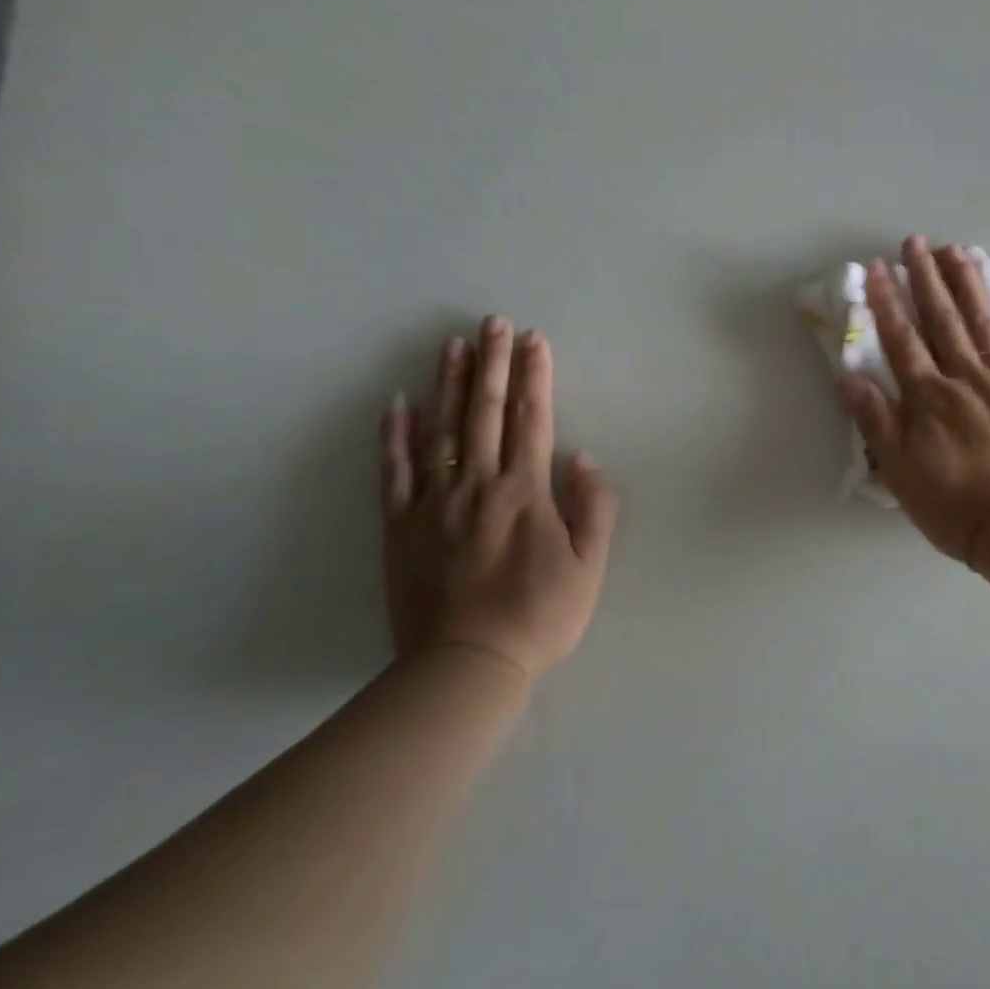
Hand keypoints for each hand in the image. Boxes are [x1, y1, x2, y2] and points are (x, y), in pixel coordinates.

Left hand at [379, 317, 618, 681]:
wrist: (467, 665)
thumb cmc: (541, 615)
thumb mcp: (591, 565)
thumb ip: (594, 507)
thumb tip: (583, 457)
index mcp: (526, 492)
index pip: (532, 419)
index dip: (535, 377)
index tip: (536, 340)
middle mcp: (478, 485)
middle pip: (485, 412)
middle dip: (493, 363)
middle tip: (494, 323)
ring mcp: (434, 503)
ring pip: (442, 430)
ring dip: (449, 384)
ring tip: (454, 344)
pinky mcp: (401, 527)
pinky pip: (395, 472)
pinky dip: (395, 435)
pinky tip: (397, 404)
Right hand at [841, 236, 989, 567]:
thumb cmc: (955, 506)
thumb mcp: (901, 472)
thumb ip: (876, 421)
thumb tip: (847, 377)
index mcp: (929, 397)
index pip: (902, 340)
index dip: (887, 302)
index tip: (877, 267)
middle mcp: (965, 378)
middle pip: (943, 320)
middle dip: (926, 279)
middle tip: (916, 242)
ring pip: (984, 324)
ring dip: (969, 285)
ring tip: (957, 251)